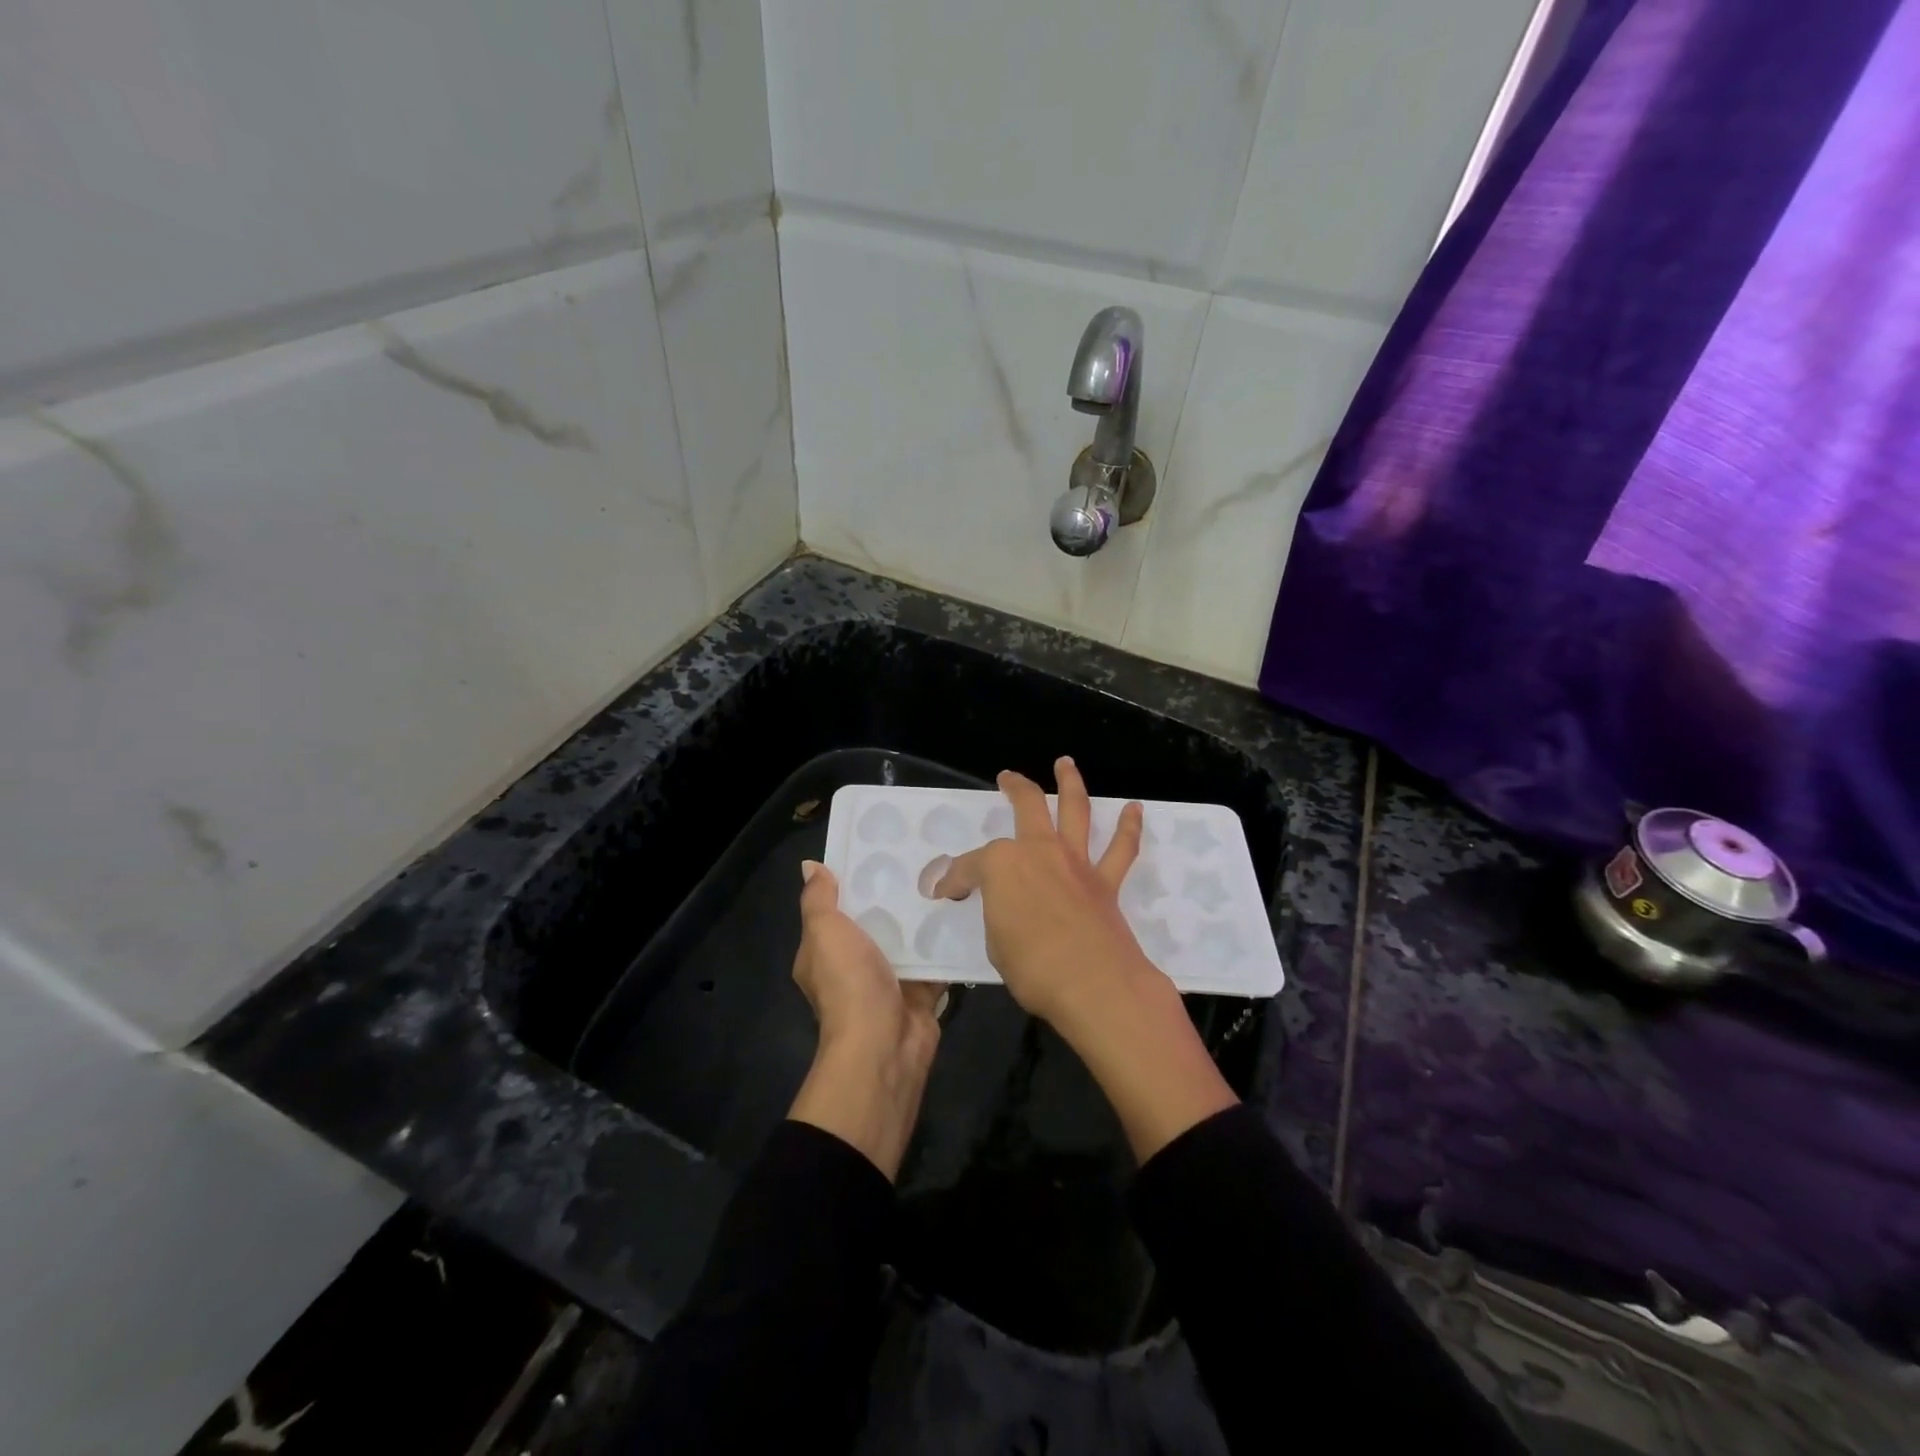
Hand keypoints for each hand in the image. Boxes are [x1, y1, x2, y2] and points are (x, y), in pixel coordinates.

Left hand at [786, 861, 944, 1179]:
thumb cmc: (848, 983)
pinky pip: (935, 959)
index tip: (878, 848)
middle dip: (894, 895)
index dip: (852, 880)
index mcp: (824, 952)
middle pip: (875, 921)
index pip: (836, 908)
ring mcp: (889, 979)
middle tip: (923, 857)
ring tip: (949, 876)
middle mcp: (854, 966)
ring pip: (907, 939)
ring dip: (923, 917)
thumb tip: (810, 866)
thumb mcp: (824, 932)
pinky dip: (946, 942)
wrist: (883, 1045)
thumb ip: (818, 900)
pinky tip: (965, 912)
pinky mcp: (921, 990)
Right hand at [935, 757, 1236, 1161]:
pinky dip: (1129, 826)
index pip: (970, 867)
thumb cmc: (1033, 968)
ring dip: (1070, 783)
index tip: (946, 892)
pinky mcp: (1105, 882)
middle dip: (1015, 787)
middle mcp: (1039, 851)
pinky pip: (1121, 848)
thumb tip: (1002, 909)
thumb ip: (997, 916)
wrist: (1095, 985)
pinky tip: (1134, 809)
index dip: (954, 879)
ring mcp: (1075, 862)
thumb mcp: (995, 944)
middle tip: (1007, 777)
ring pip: (1075, 810)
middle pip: (1026, 805)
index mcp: (1002, 865)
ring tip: (1065, 763)